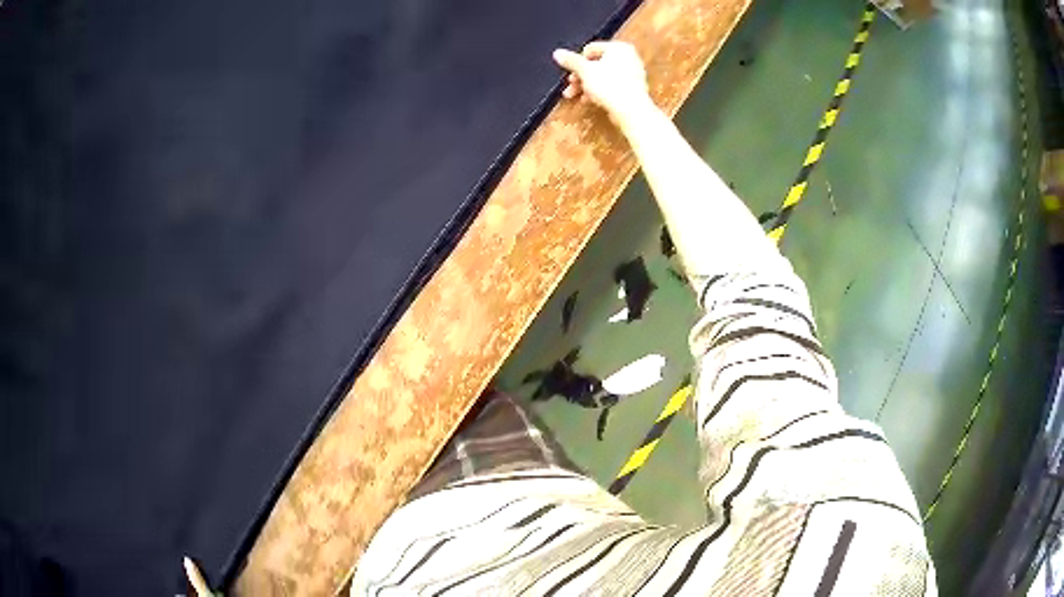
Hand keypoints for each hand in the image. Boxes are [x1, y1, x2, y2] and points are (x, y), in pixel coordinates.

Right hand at [552, 41, 653, 124]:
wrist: (631, 110)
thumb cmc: (610, 86)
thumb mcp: (584, 71)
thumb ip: (570, 61)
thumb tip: (557, 53)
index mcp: (618, 48)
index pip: (590, 49)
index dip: (577, 61)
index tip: (570, 73)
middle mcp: (628, 57)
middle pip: (596, 63)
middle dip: (580, 76)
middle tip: (570, 86)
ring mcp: (632, 73)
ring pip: (602, 76)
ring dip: (586, 85)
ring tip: (575, 96)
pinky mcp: (632, 88)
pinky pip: (611, 85)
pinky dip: (599, 91)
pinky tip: (589, 100)